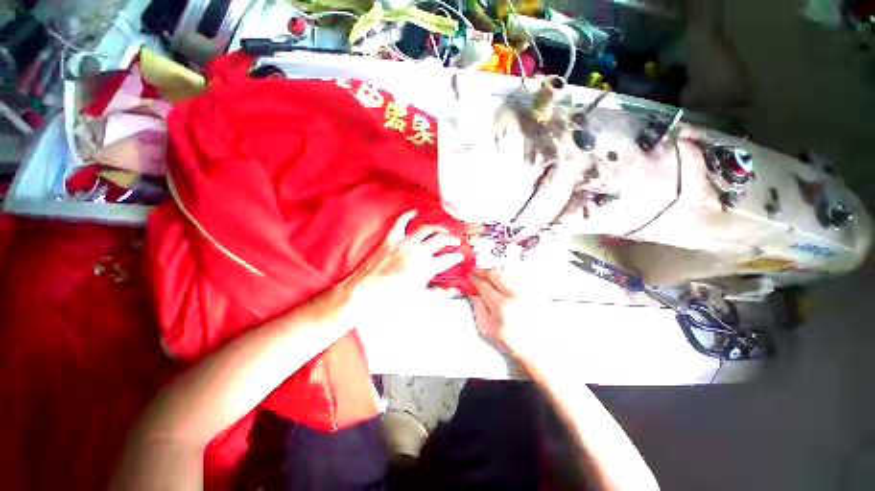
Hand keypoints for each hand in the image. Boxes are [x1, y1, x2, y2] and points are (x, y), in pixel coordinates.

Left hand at [340, 210, 464, 318]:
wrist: (363, 293)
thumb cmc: (391, 300)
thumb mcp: (418, 300)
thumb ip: (437, 294)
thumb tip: (451, 290)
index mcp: (424, 269)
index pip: (447, 259)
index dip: (456, 257)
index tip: (460, 255)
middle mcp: (416, 253)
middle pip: (439, 240)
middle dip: (451, 239)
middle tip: (455, 241)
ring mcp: (403, 244)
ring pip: (426, 229)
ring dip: (437, 228)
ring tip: (443, 230)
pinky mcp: (390, 239)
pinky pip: (401, 222)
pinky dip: (409, 215)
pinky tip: (415, 212)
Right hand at [469, 267, 537, 357]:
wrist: (535, 350)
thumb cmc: (509, 342)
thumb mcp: (486, 329)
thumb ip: (477, 308)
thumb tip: (471, 292)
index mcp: (501, 306)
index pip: (483, 285)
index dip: (474, 279)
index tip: (470, 276)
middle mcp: (515, 296)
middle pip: (496, 275)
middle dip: (485, 271)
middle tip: (477, 270)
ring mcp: (528, 293)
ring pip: (509, 273)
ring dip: (497, 271)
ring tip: (490, 274)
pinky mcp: (536, 293)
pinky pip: (521, 277)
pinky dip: (511, 274)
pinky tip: (506, 277)